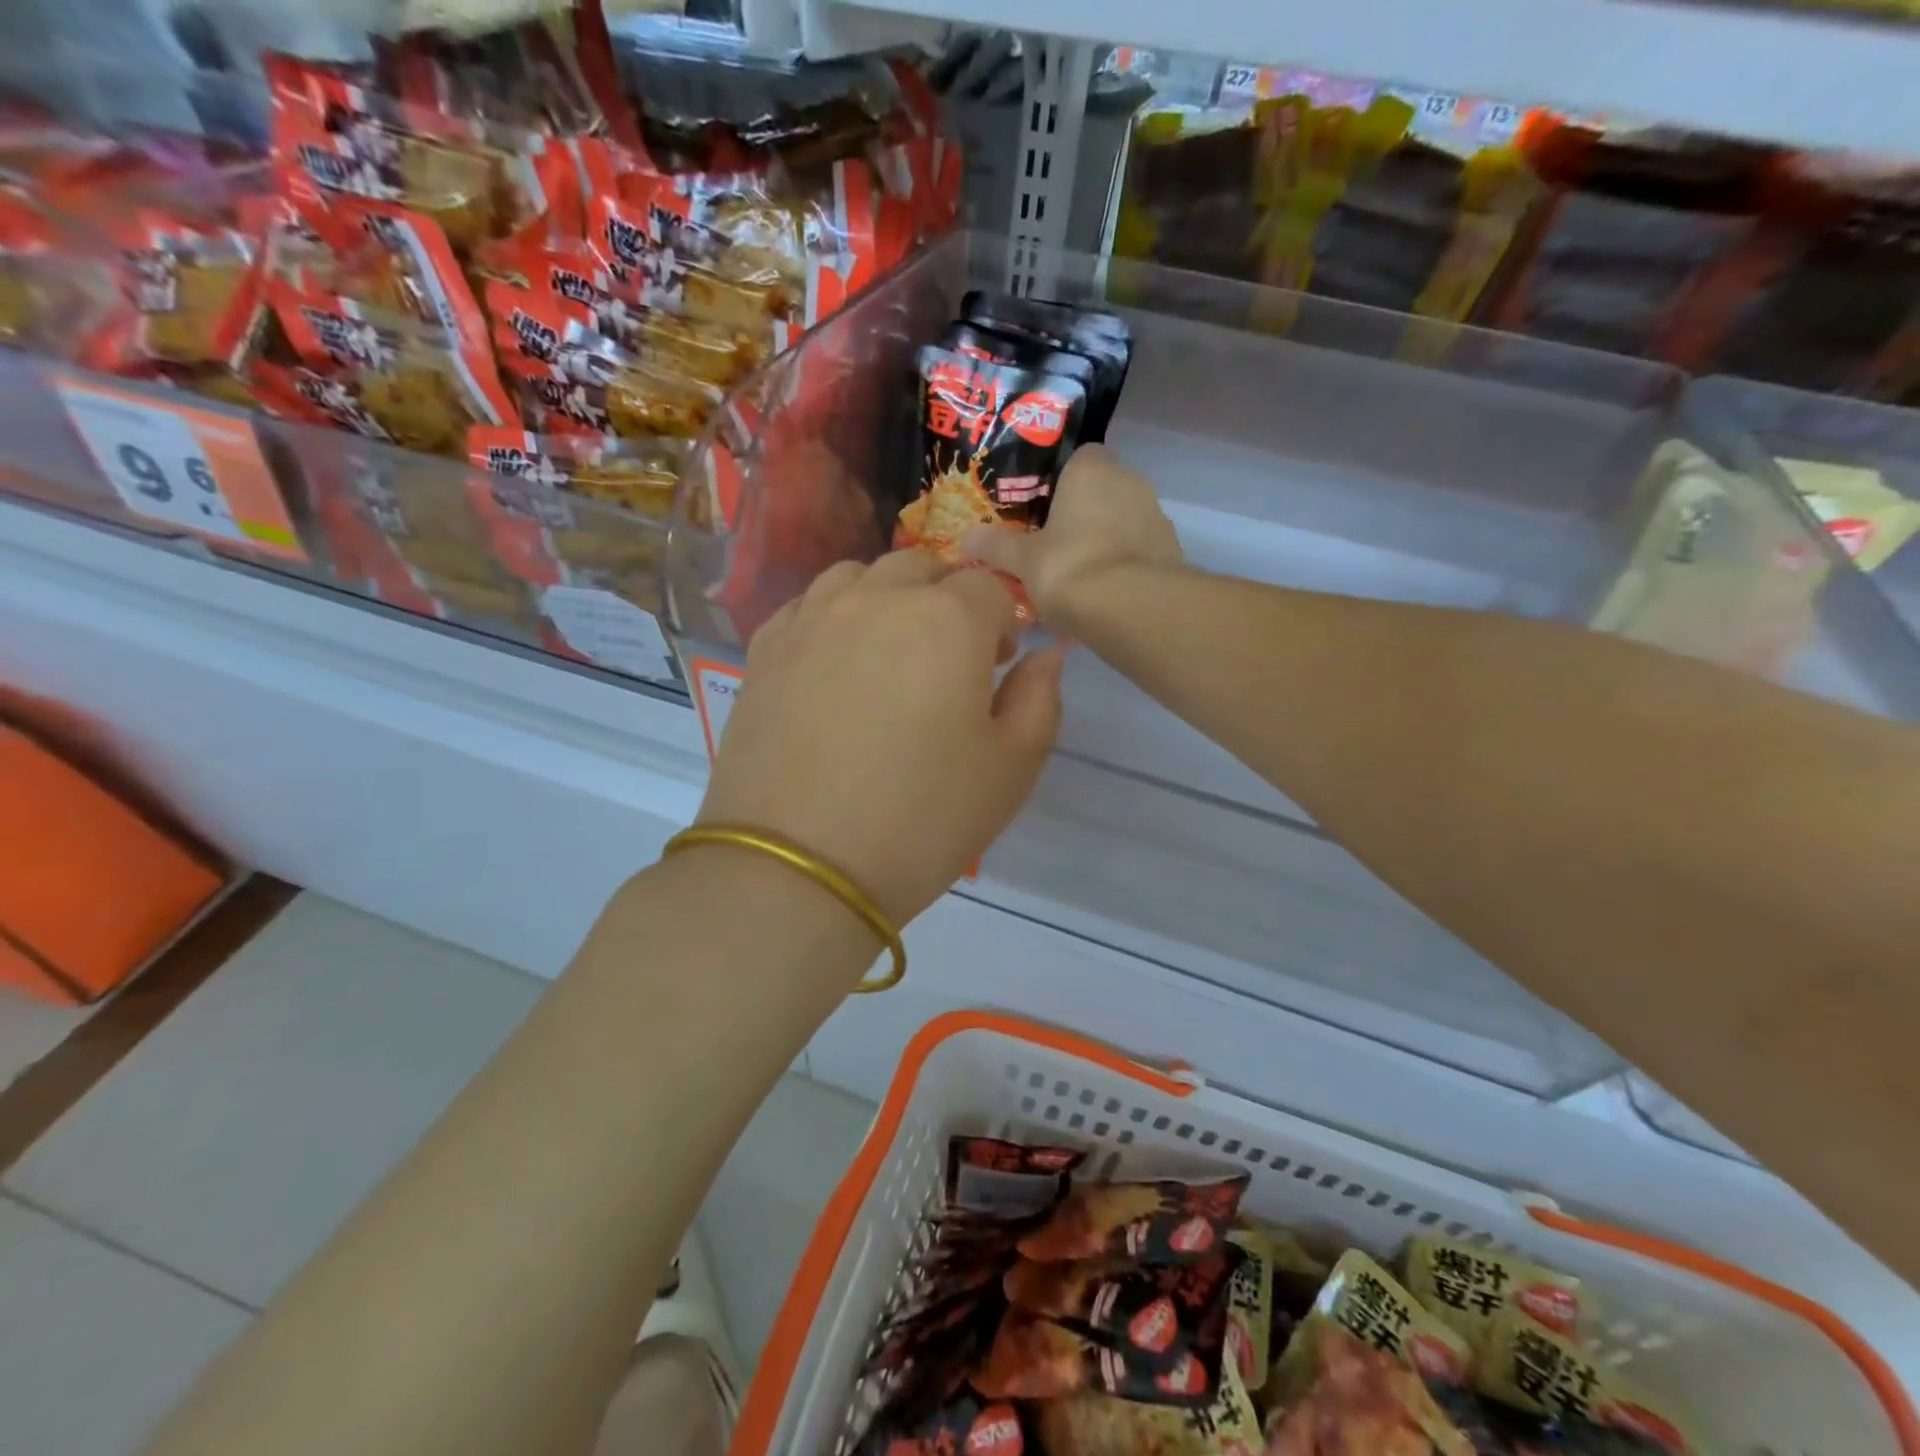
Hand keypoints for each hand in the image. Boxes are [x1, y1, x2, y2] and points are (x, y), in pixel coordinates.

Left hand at [697, 550, 1063, 927]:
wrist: (799, 867)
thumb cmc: (922, 820)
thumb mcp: (1010, 769)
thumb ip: (1039, 700)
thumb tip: (1043, 657)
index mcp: (946, 620)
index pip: (987, 588)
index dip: (1001, 623)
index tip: (998, 666)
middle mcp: (876, 600)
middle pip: (921, 567)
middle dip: (947, 598)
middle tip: (949, 658)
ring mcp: (811, 620)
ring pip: (858, 575)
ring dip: (886, 597)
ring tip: (889, 652)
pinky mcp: (764, 651)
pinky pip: (806, 606)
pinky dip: (832, 616)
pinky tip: (834, 662)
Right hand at [963, 445, 1182, 628]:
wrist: (1131, 609)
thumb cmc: (1069, 567)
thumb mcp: (1022, 559)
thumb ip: (995, 545)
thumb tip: (966, 538)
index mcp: (1093, 470)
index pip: (1080, 457)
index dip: (1060, 480)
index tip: (1042, 508)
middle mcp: (1131, 482)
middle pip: (1102, 491)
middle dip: (1081, 515)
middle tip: (1053, 546)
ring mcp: (1156, 517)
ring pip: (1123, 523)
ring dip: (1104, 542)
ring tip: (1077, 578)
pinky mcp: (1171, 552)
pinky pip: (1139, 553)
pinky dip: (1123, 568)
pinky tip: (1103, 597)